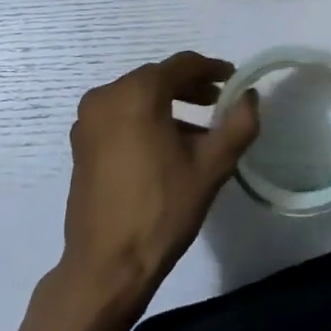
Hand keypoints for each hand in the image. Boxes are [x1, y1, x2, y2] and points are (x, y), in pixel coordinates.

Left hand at [56, 52, 260, 314]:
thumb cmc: (162, 210)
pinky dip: (144, 120)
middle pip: (156, 78)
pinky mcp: (81, 143)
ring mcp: (88, 120)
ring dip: (168, 105)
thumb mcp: (211, 167)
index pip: (182, 64)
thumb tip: (249, 96)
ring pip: (136, 97)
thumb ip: (238, 125)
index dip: (211, 69)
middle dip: (189, 87)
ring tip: (198, 132)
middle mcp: (106, 95)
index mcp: (136, 93)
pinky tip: (165, 147)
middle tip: (218, 102)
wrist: (106, 265)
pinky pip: (119, 116)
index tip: (233, 79)